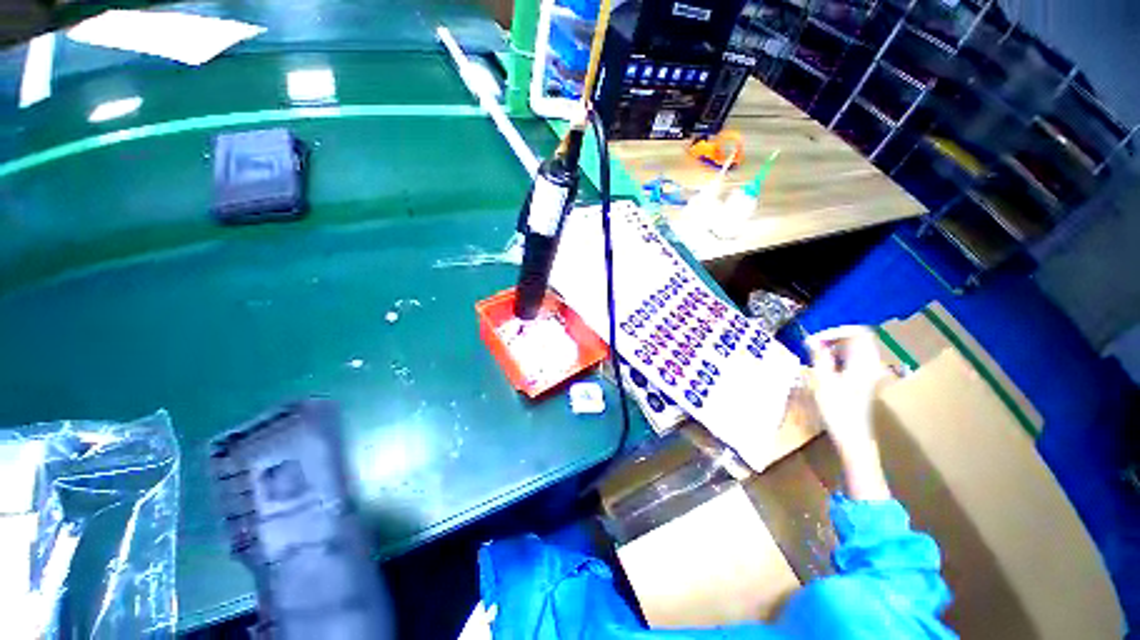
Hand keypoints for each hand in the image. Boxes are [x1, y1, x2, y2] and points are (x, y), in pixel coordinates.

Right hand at [807, 326, 890, 499]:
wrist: (852, 436)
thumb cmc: (838, 409)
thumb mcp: (823, 381)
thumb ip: (819, 357)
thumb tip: (811, 339)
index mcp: (866, 362)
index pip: (858, 332)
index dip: (835, 331)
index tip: (814, 339)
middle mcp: (872, 364)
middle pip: (858, 338)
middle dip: (833, 337)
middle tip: (812, 344)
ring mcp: (870, 371)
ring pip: (855, 347)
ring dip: (834, 346)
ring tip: (814, 353)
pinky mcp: (864, 379)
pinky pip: (853, 357)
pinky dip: (838, 355)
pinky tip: (824, 364)